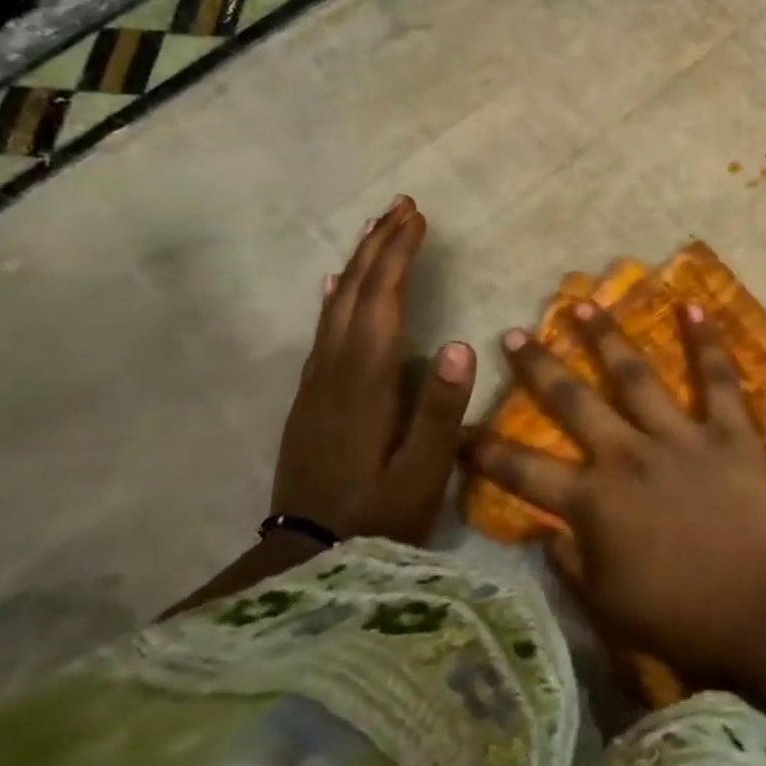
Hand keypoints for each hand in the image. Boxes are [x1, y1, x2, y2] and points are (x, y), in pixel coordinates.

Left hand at [272, 197, 474, 545]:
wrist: (303, 560)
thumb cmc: (376, 518)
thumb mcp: (421, 474)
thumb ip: (441, 410)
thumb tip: (463, 344)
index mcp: (365, 382)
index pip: (383, 302)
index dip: (400, 256)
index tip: (418, 218)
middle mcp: (335, 370)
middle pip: (356, 294)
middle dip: (380, 245)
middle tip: (401, 205)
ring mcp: (317, 384)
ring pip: (337, 307)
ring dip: (359, 263)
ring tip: (377, 230)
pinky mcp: (311, 399)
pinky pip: (323, 331)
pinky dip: (335, 298)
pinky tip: (336, 286)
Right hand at [463, 300, 765, 685]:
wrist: (763, 616)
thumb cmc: (681, 621)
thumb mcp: (607, 607)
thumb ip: (570, 564)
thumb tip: (544, 533)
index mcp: (593, 503)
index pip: (523, 471)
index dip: (485, 450)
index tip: (459, 427)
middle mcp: (628, 456)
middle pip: (573, 402)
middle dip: (538, 367)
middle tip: (514, 334)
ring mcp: (680, 437)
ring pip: (634, 375)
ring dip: (606, 337)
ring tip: (583, 303)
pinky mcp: (729, 431)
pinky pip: (717, 378)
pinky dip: (705, 341)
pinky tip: (691, 304)